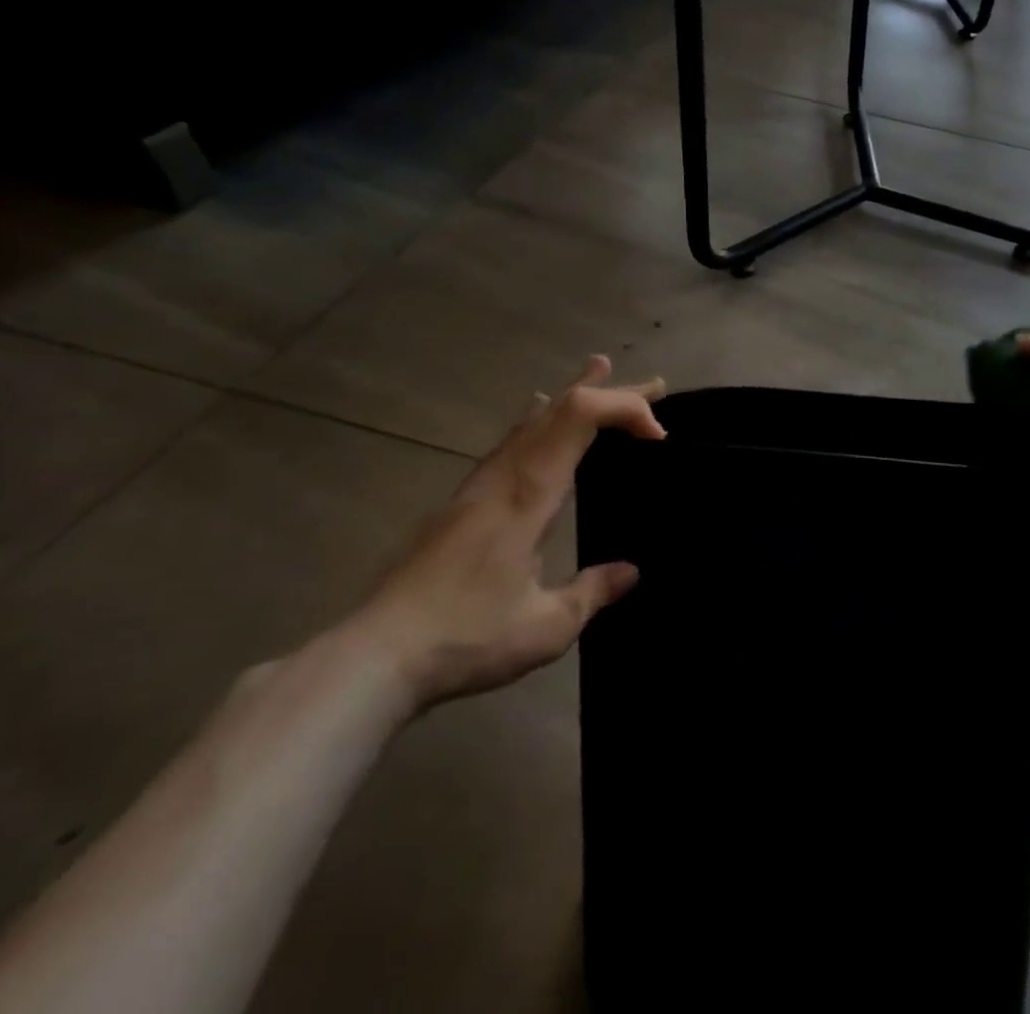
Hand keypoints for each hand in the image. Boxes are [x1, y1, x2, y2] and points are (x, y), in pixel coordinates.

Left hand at [348, 356, 665, 712]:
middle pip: (560, 409)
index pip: (580, 417)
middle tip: (655, 384)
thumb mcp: (546, 627)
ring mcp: (478, 487)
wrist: (370, 659)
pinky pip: (510, 440)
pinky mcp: (461, 503)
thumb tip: (630, 572)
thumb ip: (592, 593)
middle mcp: (504, 477)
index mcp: (530, 494)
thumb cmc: (466, 637)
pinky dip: (539, 417)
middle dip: (612, 392)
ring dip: (574, 394)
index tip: (659, 435)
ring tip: (598, 370)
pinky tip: (534, 414)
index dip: (625, 408)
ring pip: (531, 420)